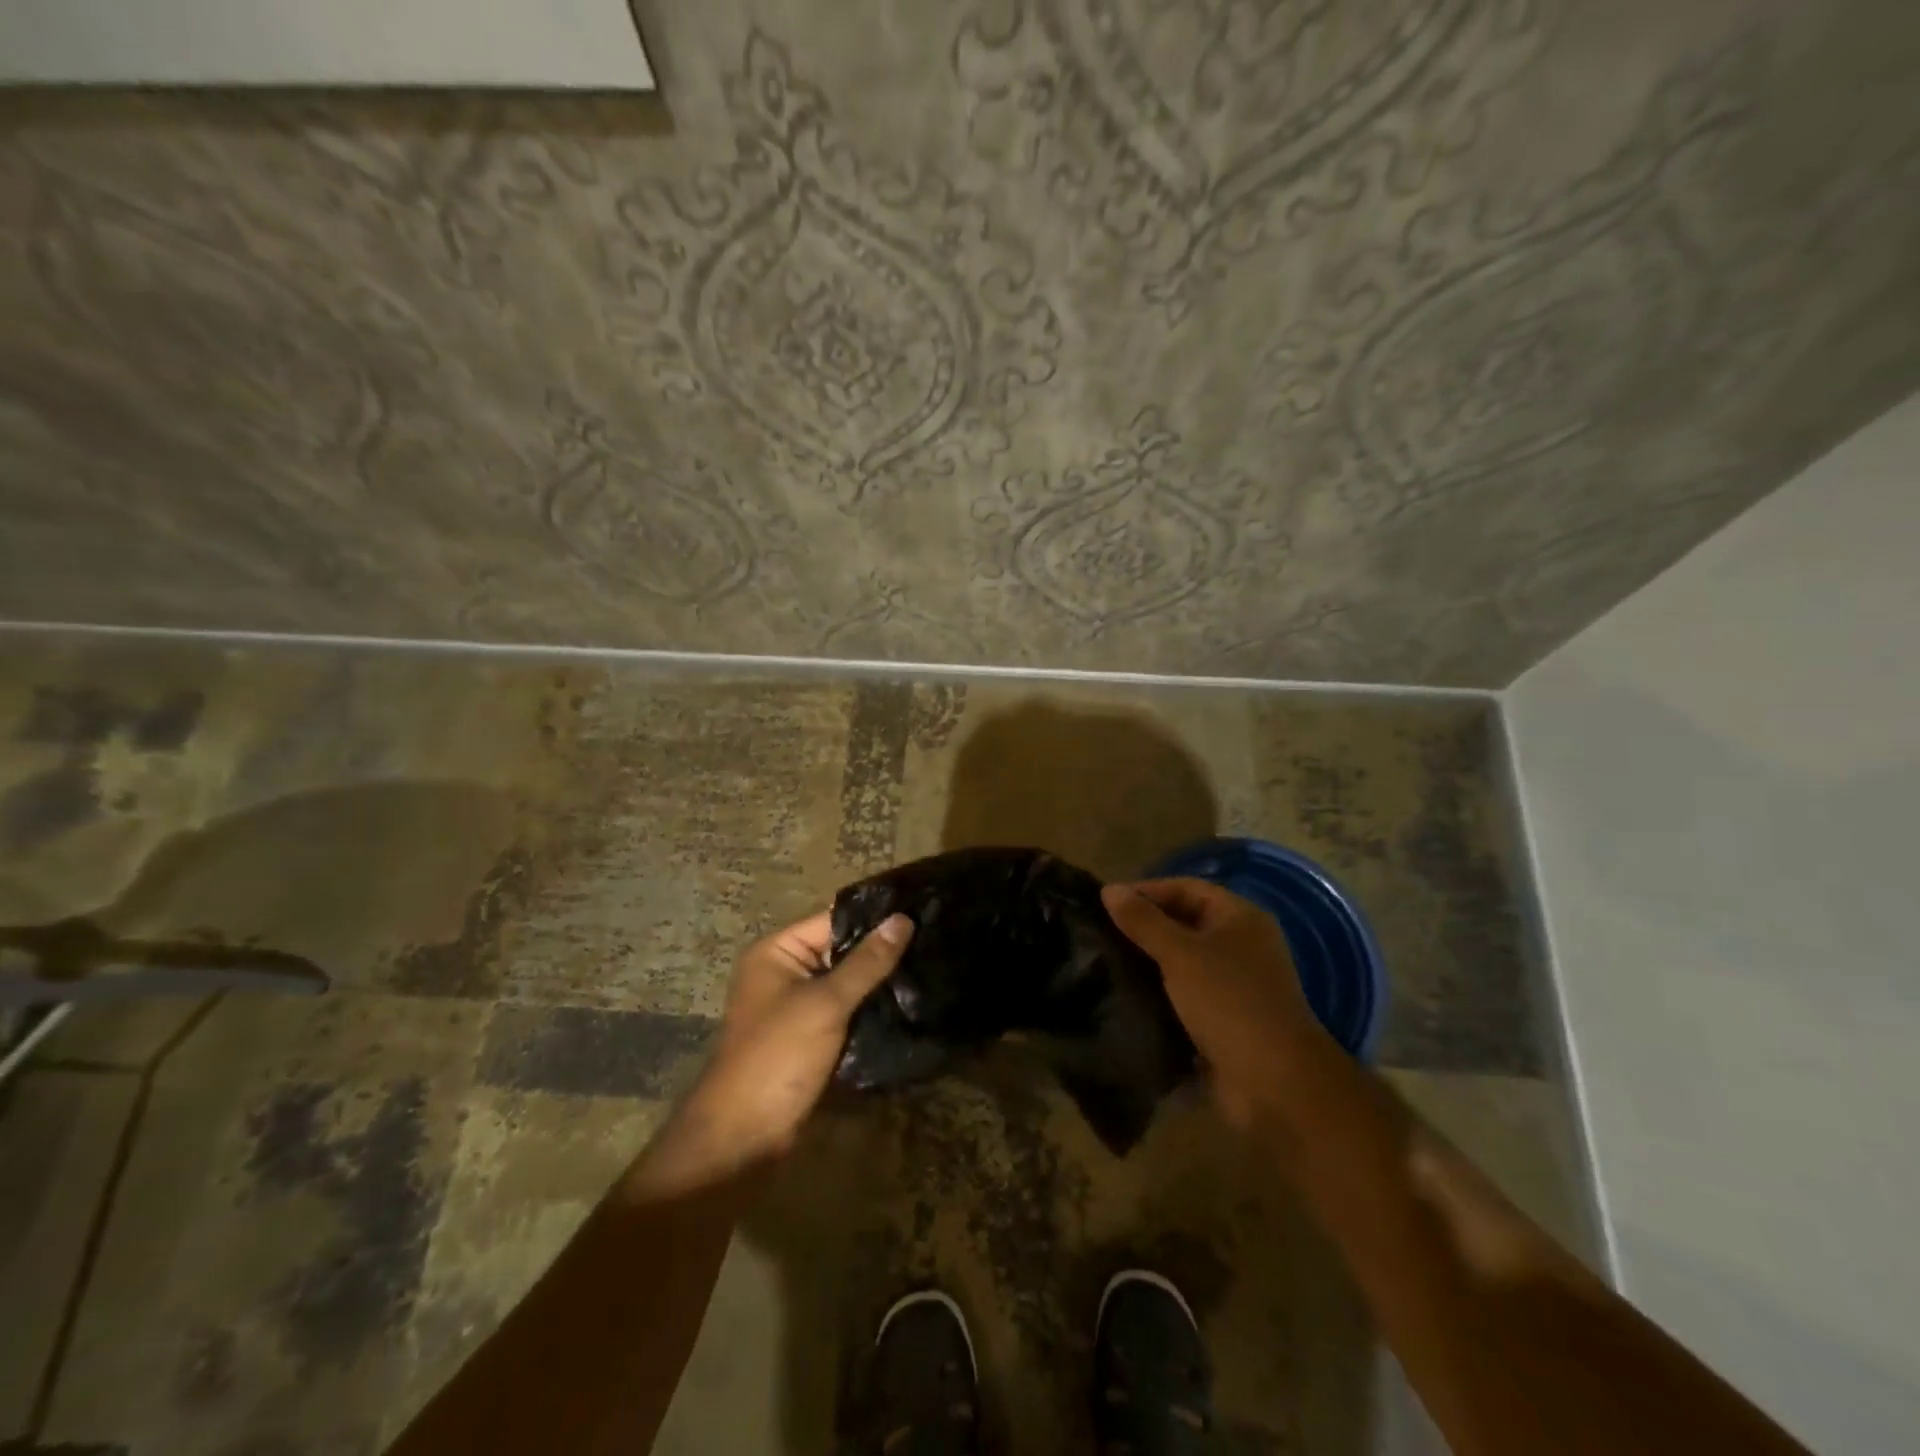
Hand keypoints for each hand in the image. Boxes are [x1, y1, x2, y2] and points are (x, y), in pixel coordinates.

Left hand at [657, 909, 913, 1177]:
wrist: (742, 1139)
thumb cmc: (778, 1057)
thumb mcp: (825, 1004)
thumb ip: (866, 962)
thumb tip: (903, 919)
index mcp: (777, 952)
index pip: (833, 918)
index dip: (876, 915)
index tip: (921, 908)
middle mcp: (784, 972)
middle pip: (841, 950)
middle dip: (882, 950)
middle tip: (934, 939)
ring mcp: (796, 1007)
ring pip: (847, 983)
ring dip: (880, 982)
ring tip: (930, 967)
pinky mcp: (809, 1037)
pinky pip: (845, 1011)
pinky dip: (870, 1009)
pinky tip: (909, 1003)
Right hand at [1102, 878, 1329, 1126]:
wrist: (1275, 1082)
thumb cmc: (1229, 1002)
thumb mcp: (1180, 954)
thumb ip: (1143, 921)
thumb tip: (1109, 890)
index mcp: (1240, 917)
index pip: (1186, 888)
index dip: (1146, 890)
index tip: (1106, 902)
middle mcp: (1241, 944)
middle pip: (1185, 922)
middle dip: (1145, 926)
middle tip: (1101, 932)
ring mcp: (1236, 983)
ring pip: (1183, 960)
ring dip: (1149, 961)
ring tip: (1107, 962)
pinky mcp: (1226, 1017)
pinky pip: (1186, 993)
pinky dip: (1160, 992)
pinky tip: (1127, 995)